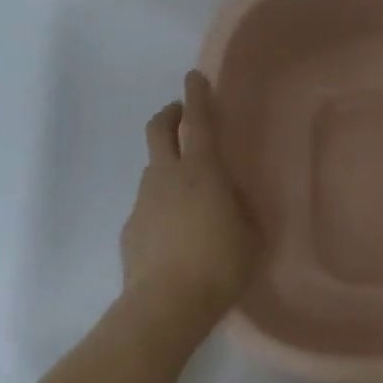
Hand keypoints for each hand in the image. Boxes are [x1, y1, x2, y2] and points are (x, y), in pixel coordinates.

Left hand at [120, 72, 259, 323]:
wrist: (166, 305)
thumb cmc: (220, 265)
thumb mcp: (250, 234)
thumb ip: (241, 207)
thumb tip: (231, 197)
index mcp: (202, 172)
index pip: (198, 121)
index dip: (198, 95)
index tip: (195, 77)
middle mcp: (167, 177)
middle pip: (159, 130)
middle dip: (170, 115)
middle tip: (182, 116)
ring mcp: (144, 201)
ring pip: (154, 169)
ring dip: (168, 166)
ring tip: (191, 193)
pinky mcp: (131, 228)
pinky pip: (150, 205)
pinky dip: (163, 206)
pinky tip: (177, 234)